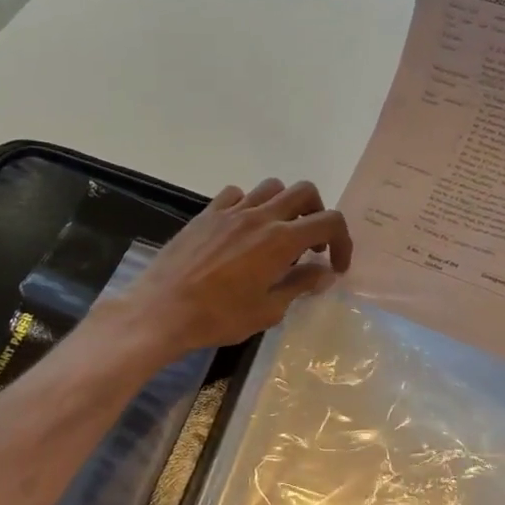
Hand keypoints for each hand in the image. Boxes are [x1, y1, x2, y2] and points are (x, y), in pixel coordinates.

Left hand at [112, 178, 353, 354]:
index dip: (343, 242)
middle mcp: (260, 216)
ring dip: (285, 206)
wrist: (161, 310)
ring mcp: (231, 211)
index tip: (336, 266)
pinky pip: (237, 194)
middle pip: (304, 192)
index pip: (329, 222)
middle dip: (317, 214)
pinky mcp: (207, 213)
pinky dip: (249, 206)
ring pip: (271, 187)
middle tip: (311, 245)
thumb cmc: (218, 317)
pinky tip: (243, 230)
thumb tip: (324, 273)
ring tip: (278, 234)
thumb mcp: (268, 310)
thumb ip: (300, 285)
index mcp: (281, 240)